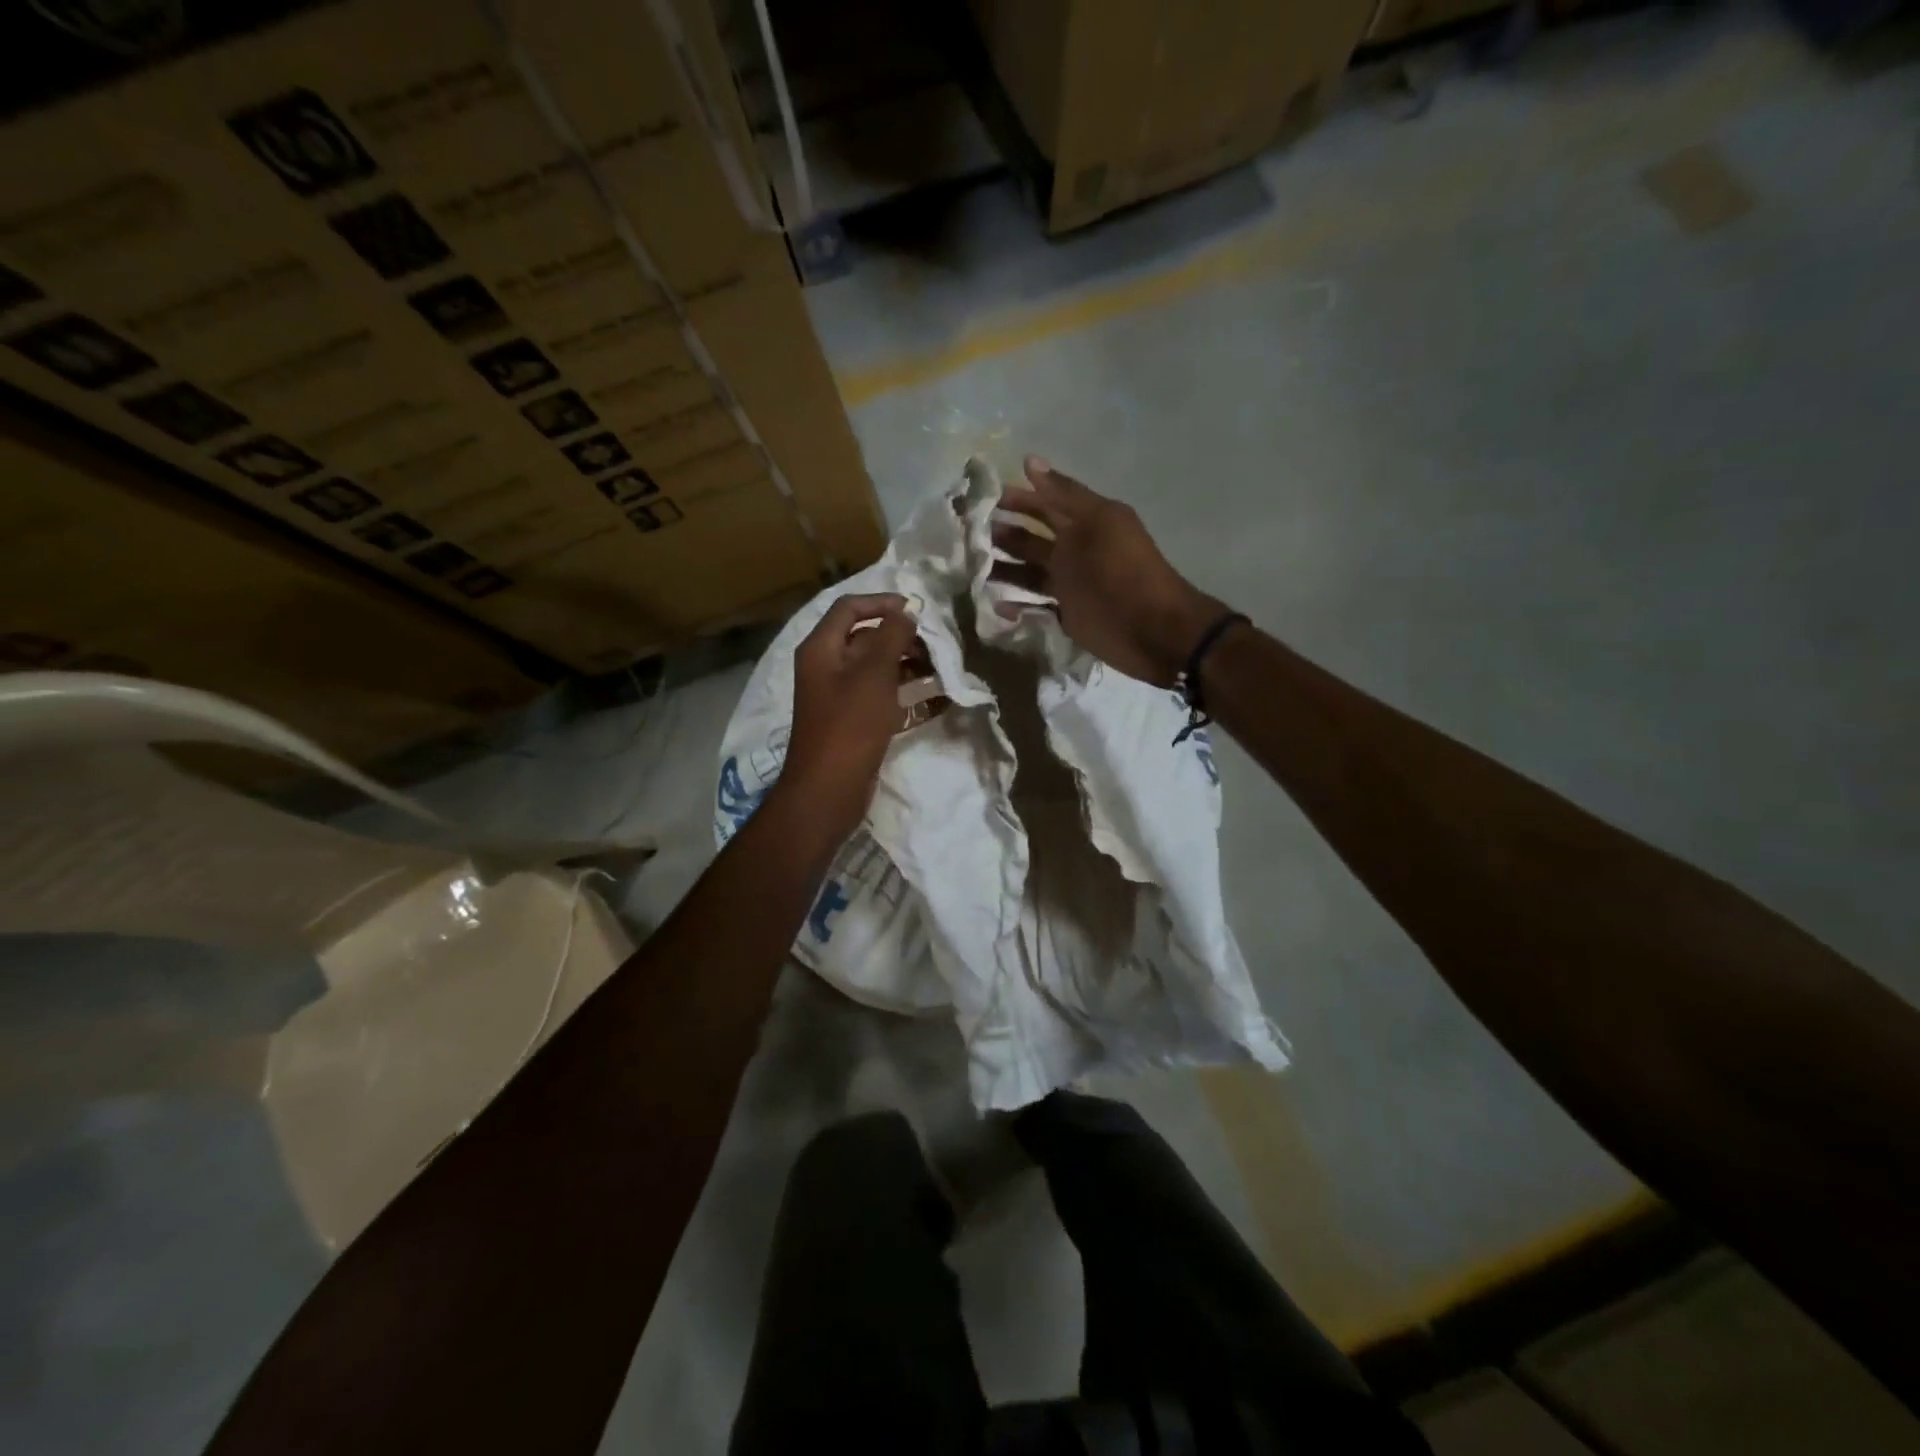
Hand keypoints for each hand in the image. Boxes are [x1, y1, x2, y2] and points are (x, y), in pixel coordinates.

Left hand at [779, 592, 919, 837]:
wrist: (828, 790)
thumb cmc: (849, 725)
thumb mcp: (873, 674)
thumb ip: (892, 637)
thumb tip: (906, 613)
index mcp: (822, 649)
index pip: (849, 608)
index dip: (882, 602)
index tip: (917, 610)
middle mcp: (828, 668)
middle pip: (867, 639)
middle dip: (903, 638)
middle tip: (937, 646)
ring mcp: (841, 697)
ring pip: (879, 670)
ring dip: (910, 666)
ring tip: (943, 670)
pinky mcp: (856, 723)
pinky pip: (885, 699)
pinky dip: (910, 697)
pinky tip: (941, 700)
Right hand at [992, 456, 1224, 685]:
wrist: (1152, 630)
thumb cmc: (1122, 571)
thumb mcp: (1096, 523)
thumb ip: (1063, 494)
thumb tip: (1028, 460)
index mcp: (1083, 523)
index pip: (1043, 503)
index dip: (1014, 498)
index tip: (978, 497)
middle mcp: (1073, 551)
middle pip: (1030, 538)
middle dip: (1000, 533)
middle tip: (965, 534)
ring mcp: (1069, 585)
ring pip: (1028, 572)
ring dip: (1001, 568)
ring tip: (970, 568)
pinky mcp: (1066, 616)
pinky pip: (1034, 606)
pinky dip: (1015, 605)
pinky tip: (992, 603)